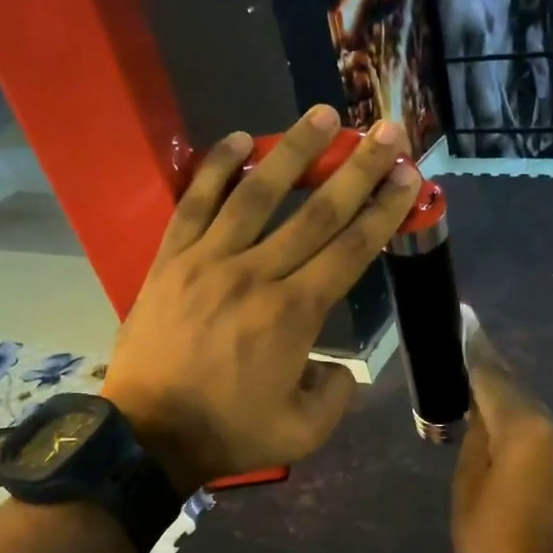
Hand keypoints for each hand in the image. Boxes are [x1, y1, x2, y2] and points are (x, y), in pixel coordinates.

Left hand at [103, 105, 421, 492]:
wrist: (146, 436)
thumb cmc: (228, 434)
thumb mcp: (302, 432)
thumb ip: (336, 395)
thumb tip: (337, 366)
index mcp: (294, 315)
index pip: (350, 249)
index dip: (384, 210)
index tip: (407, 177)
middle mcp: (257, 275)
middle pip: (316, 212)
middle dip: (358, 168)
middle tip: (386, 131)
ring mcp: (208, 261)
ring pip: (258, 194)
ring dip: (294, 151)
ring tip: (323, 116)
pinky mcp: (170, 260)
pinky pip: (195, 203)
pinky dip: (217, 169)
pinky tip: (240, 141)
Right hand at [452, 320, 552, 552]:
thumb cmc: (489, 545)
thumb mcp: (468, 485)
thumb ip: (477, 435)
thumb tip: (482, 409)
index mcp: (528, 430)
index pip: (495, 378)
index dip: (476, 350)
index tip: (466, 321)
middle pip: (519, 395)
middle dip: (492, 384)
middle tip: (464, 366)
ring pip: (536, 418)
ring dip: (510, 414)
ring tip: (480, 412)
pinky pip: (550, 440)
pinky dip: (528, 436)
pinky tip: (507, 447)